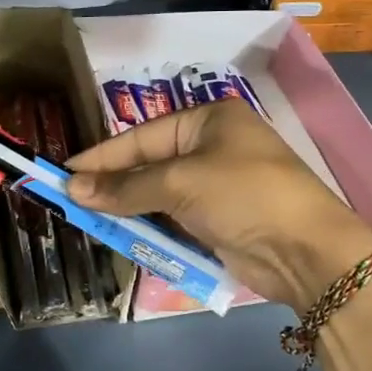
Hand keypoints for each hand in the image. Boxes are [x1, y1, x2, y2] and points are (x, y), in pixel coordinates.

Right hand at [66, 100, 371, 313]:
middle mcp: (212, 147)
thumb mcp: (181, 183)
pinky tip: (120, 232)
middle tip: (71, 199)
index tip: (65, 172)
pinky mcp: (218, 220)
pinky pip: (172, 218)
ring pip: (158, 193)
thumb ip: (126, 187)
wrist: (306, 250)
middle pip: (149, 163)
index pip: (143, 136)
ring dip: (127, 207)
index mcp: (208, 120)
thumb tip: (73, 189)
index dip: (103, 156)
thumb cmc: (244, 194)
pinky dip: (148, 225)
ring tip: (88, 218)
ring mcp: (216, 185)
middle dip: (113, 183)